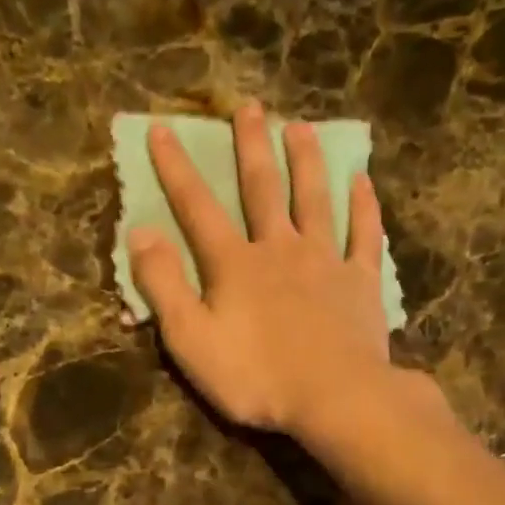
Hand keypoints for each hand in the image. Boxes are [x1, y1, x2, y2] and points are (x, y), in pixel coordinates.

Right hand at [128, 101, 394, 439]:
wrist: (335, 397)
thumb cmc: (255, 375)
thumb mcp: (190, 339)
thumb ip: (163, 285)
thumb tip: (140, 232)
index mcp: (234, 264)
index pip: (197, 207)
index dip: (176, 168)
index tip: (163, 129)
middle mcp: (280, 248)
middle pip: (263, 188)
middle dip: (251, 146)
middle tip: (249, 107)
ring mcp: (325, 262)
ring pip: (315, 200)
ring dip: (306, 162)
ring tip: (300, 128)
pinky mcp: (361, 283)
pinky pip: (364, 235)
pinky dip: (364, 207)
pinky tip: (362, 182)